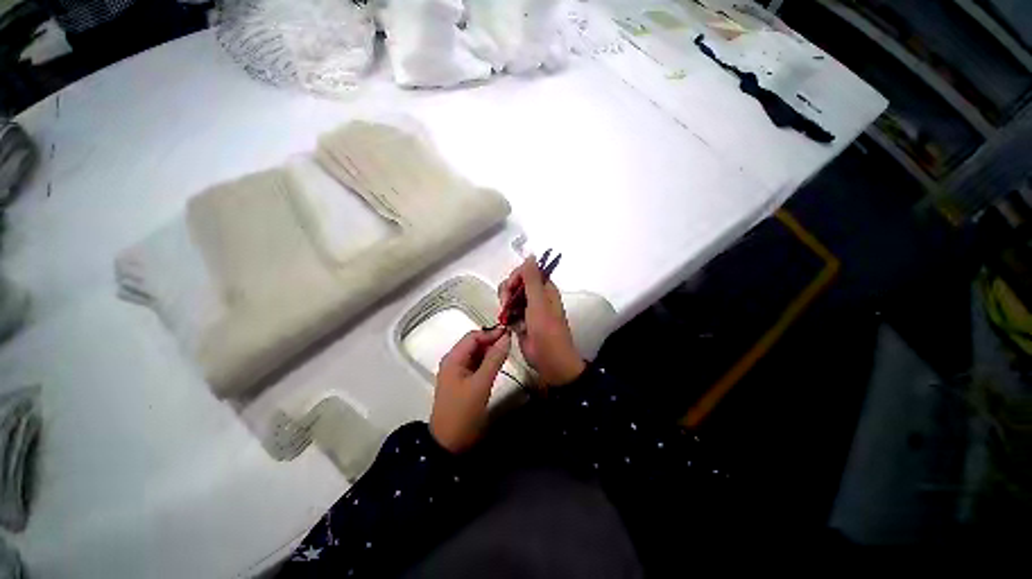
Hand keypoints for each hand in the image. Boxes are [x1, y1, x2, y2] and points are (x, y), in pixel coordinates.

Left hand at [430, 327, 511, 452]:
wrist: (449, 444)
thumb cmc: (463, 412)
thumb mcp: (481, 384)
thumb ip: (494, 359)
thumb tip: (506, 337)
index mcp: (453, 358)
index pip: (473, 336)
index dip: (491, 333)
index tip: (510, 334)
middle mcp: (454, 361)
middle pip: (474, 343)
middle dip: (491, 341)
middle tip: (511, 344)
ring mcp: (458, 371)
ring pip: (476, 354)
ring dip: (490, 351)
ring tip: (508, 352)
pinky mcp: (463, 381)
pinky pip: (476, 365)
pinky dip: (487, 362)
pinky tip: (498, 364)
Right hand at [499, 257, 585, 386]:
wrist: (550, 361)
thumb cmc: (547, 331)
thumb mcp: (539, 303)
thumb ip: (532, 279)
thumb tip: (531, 255)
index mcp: (545, 288)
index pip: (527, 271)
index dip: (516, 276)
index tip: (510, 288)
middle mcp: (537, 296)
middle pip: (516, 283)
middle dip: (508, 291)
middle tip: (506, 304)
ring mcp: (529, 309)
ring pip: (511, 297)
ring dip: (506, 305)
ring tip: (507, 316)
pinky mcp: (522, 321)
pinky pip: (510, 312)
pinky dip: (507, 316)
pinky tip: (509, 324)